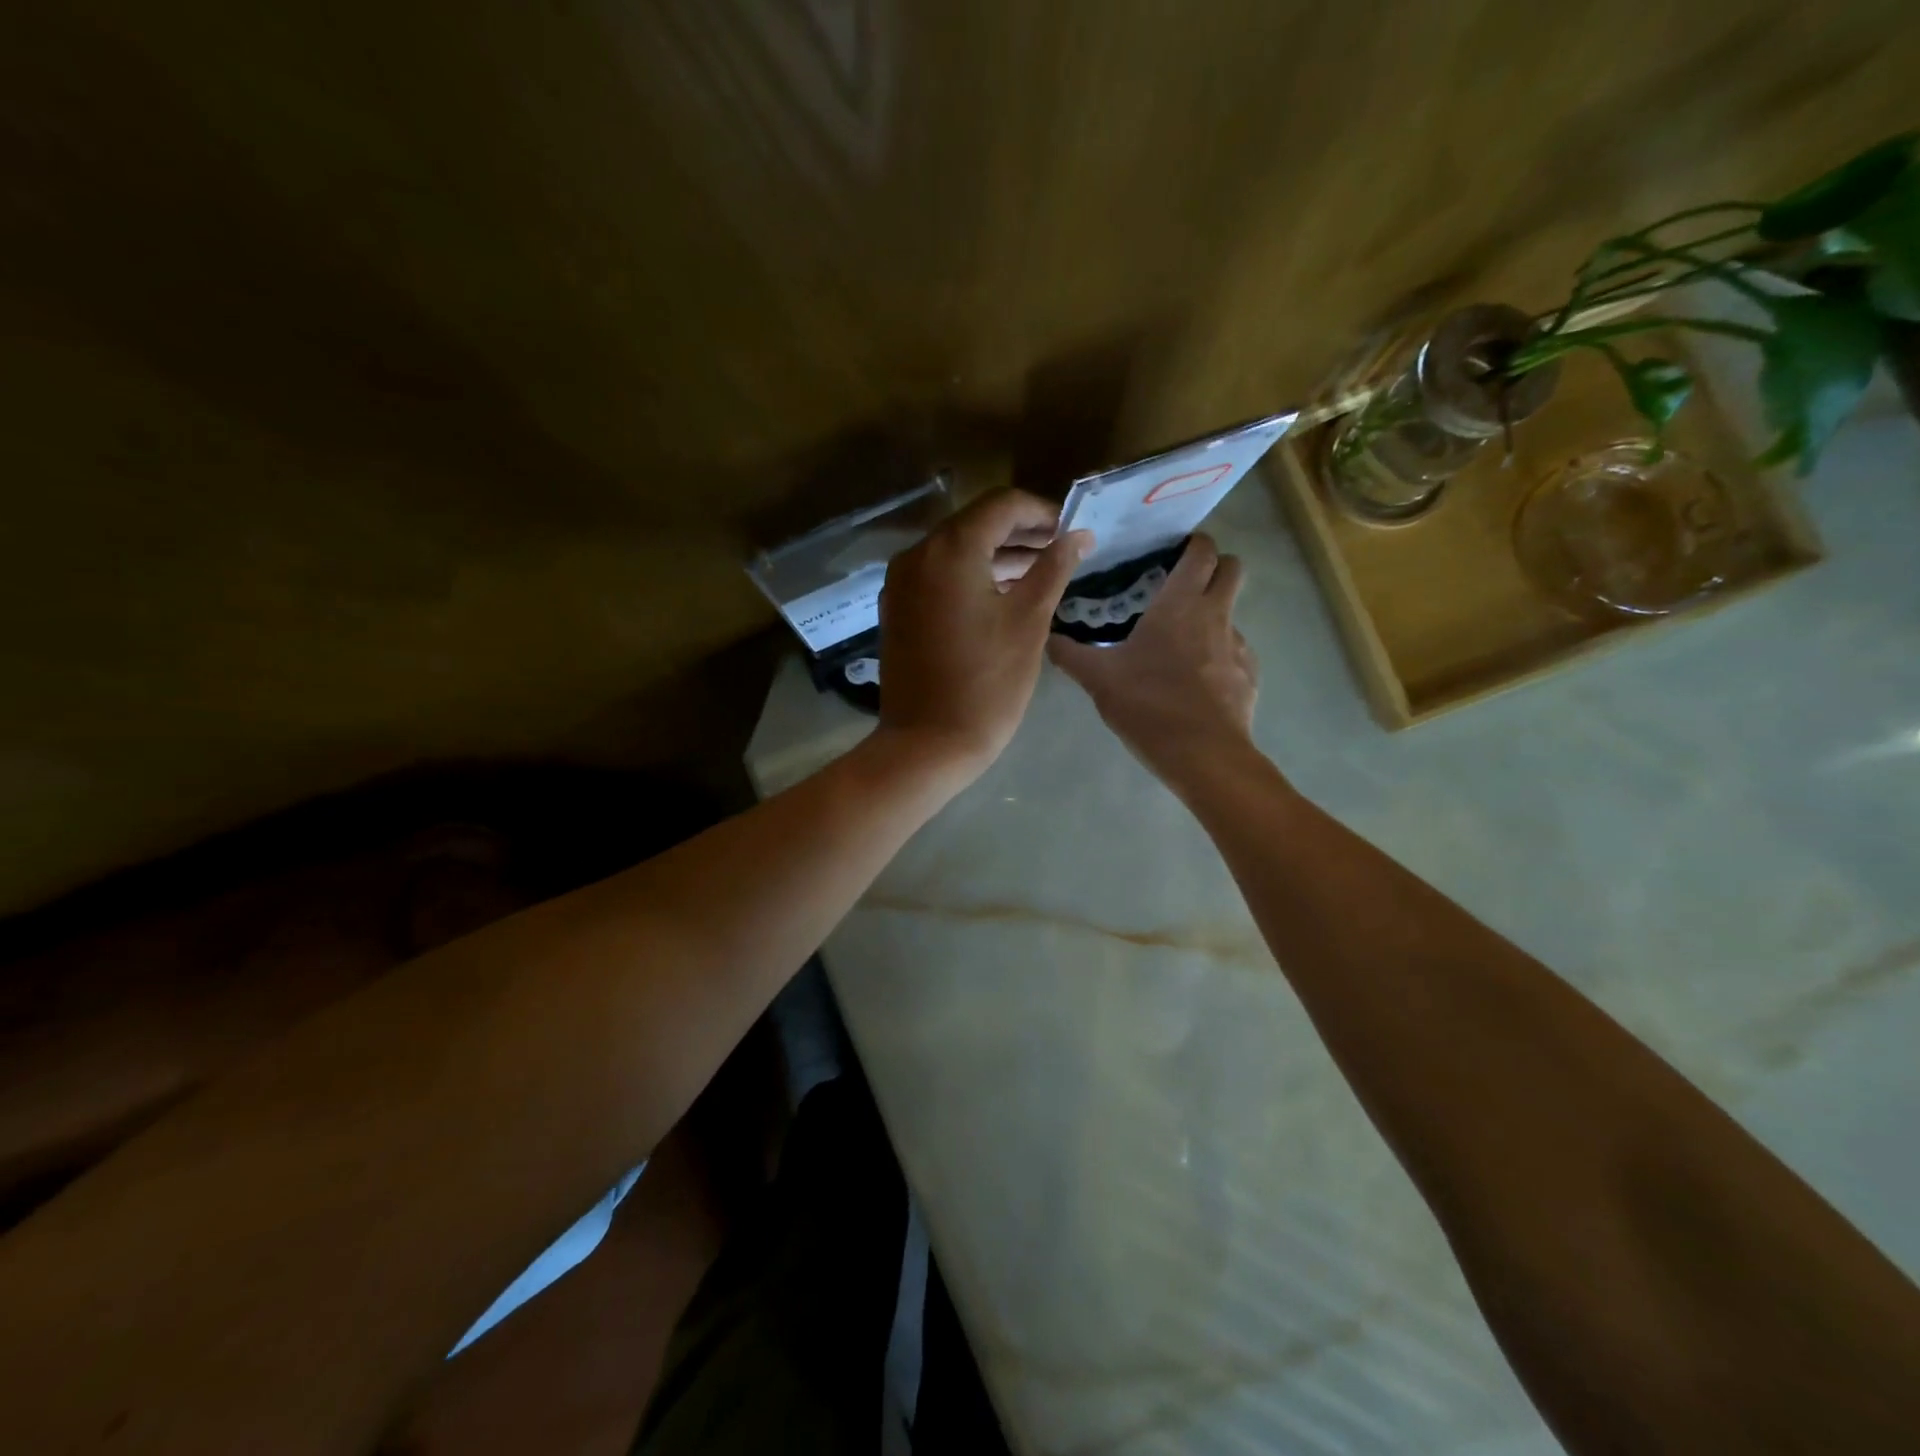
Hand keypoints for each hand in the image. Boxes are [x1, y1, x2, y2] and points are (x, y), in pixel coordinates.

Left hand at [878, 489, 1090, 782]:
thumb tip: (1080, 535)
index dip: (1041, 513)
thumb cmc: (987, 683)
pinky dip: (969, 577)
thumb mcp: (1029, 621)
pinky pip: (937, 577)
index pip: (1001, 505)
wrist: (927, 743)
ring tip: (1038, 573)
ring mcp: (900, 584)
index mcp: (950, 550)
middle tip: (1060, 550)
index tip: (1070, 531)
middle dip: (1019, 533)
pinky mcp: (896, 609)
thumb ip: (1054, 568)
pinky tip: (999, 595)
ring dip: (996, 556)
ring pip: (954, 551)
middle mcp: (917, 555)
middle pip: (974, 524)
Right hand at [1047, 533, 1258, 793]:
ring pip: (1232, 613)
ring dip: (1213, 616)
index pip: (1202, 552)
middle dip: (1215, 568)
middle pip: (1233, 569)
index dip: (1194, 544)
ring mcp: (1239, 646)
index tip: (1176, 549)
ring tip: (1182, 643)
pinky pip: (1236, 653)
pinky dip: (1219, 656)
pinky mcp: (1249, 676)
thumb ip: (1070, 655)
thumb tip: (1048, 637)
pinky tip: (1196, 682)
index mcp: (1180, 604)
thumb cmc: (1148, 705)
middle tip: (1183, 585)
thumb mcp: (1098, 679)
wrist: (1203, 755)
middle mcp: (1216, 615)